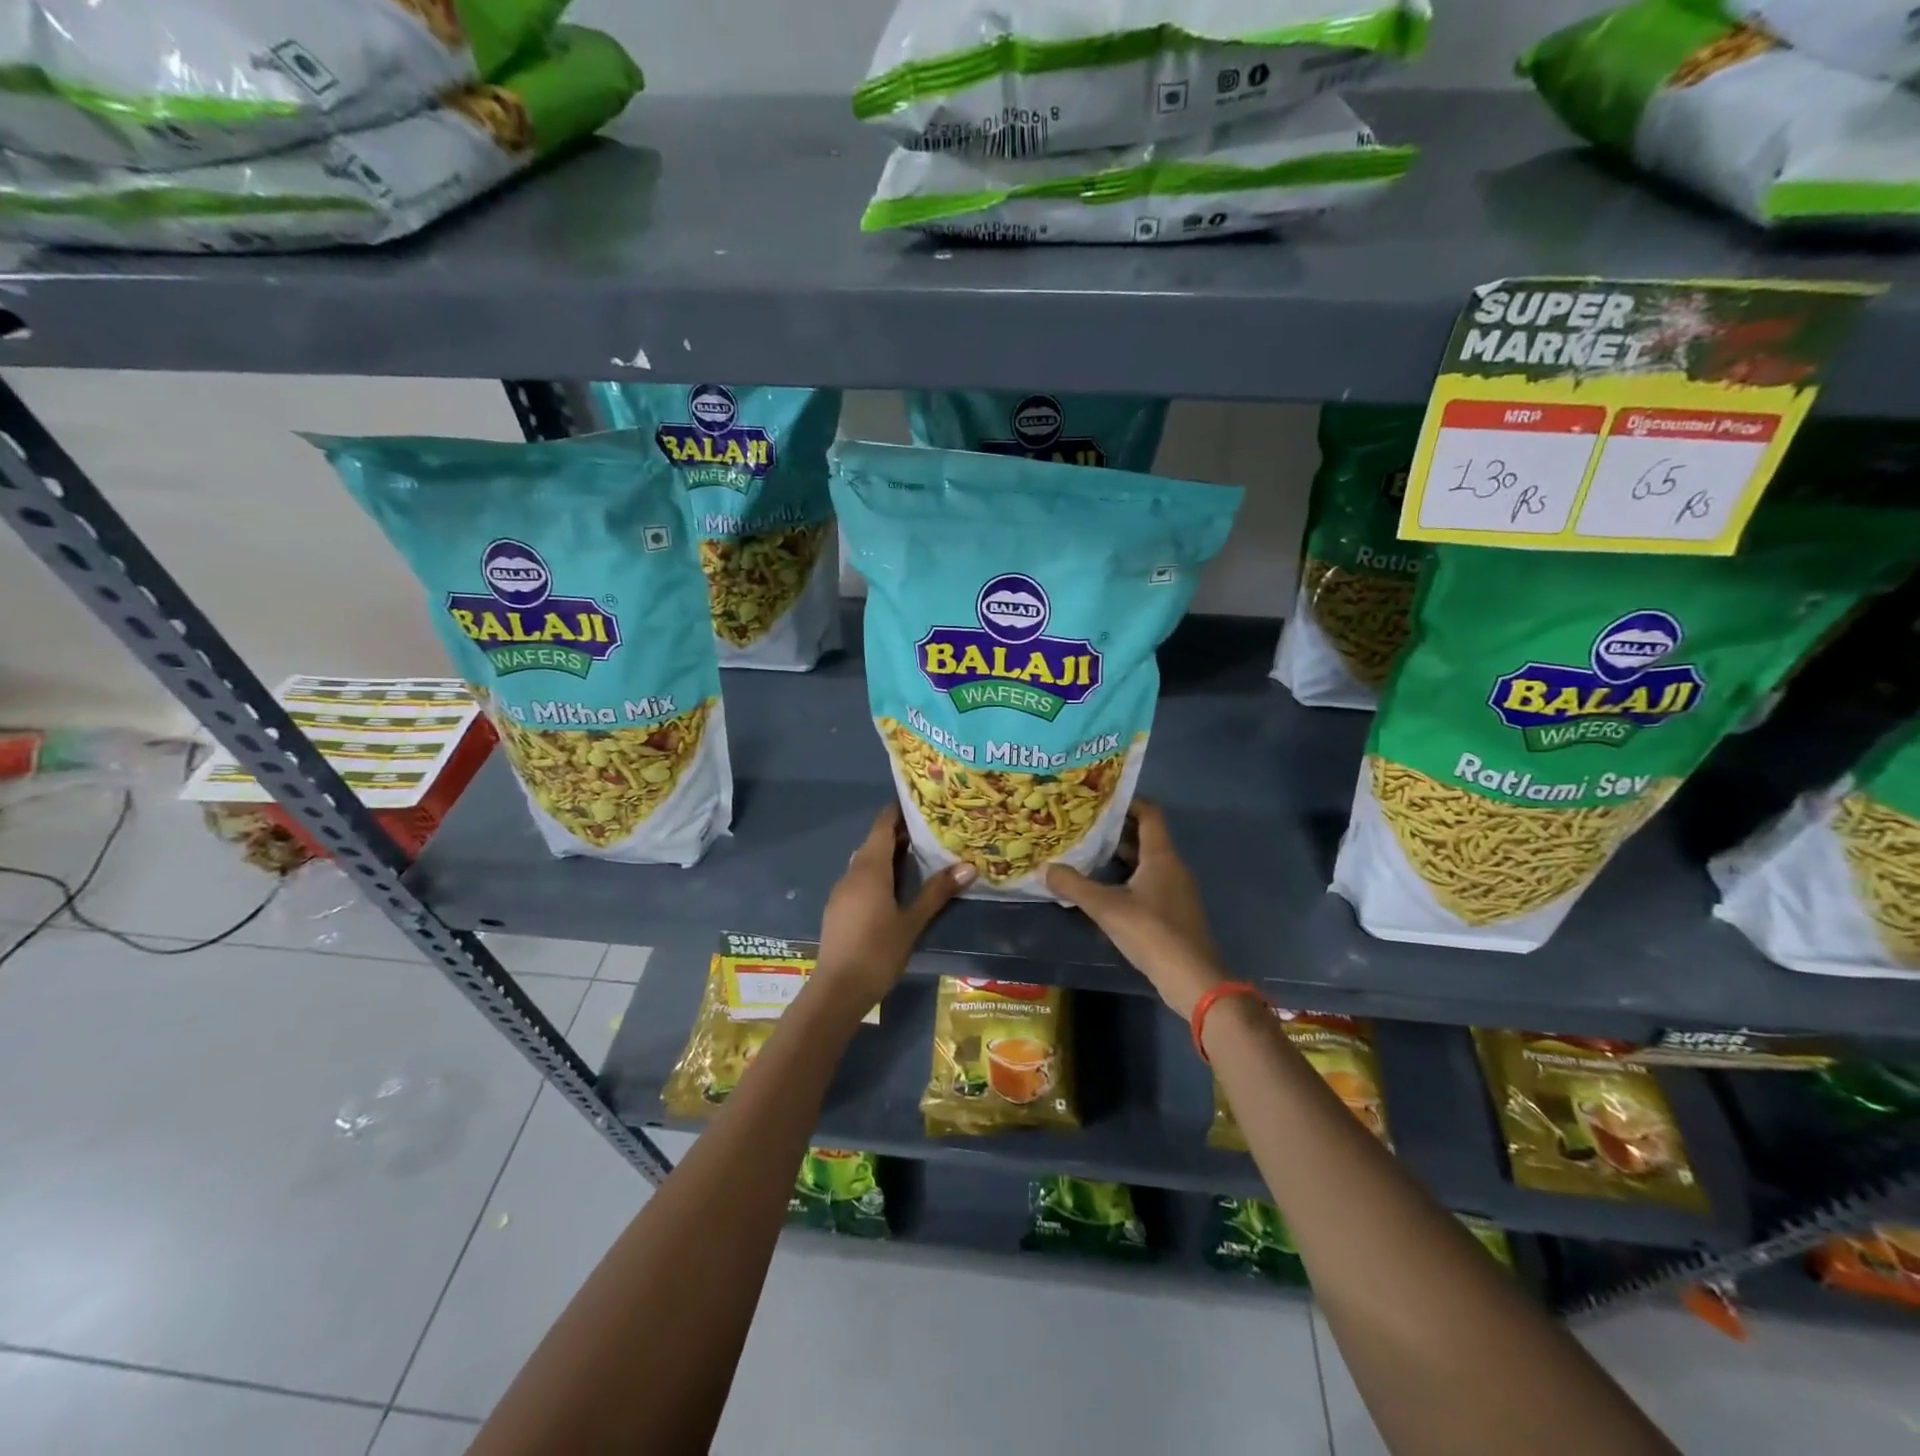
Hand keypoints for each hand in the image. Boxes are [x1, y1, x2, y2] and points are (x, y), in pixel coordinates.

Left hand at [814, 803, 974, 1011]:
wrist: (837, 989)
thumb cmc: (878, 951)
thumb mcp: (912, 921)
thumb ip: (937, 892)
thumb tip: (968, 866)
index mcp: (869, 869)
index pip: (882, 825)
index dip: (899, 811)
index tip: (921, 803)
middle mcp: (852, 872)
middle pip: (874, 842)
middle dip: (899, 833)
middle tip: (930, 830)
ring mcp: (842, 891)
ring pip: (866, 861)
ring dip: (888, 855)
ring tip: (919, 856)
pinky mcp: (838, 908)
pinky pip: (860, 879)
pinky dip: (878, 873)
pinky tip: (895, 888)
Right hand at [1046, 801, 1225, 1018]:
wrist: (1192, 978)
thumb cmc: (1152, 932)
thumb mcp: (1106, 907)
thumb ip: (1074, 886)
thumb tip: (1044, 868)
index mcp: (1161, 856)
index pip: (1149, 813)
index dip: (1127, 802)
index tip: (1098, 799)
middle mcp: (1172, 866)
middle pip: (1145, 836)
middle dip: (1115, 829)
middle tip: (1082, 825)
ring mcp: (1175, 890)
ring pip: (1145, 861)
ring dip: (1119, 855)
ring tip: (1086, 852)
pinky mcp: (1173, 911)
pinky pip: (1148, 882)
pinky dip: (1127, 877)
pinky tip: (1103, 888)